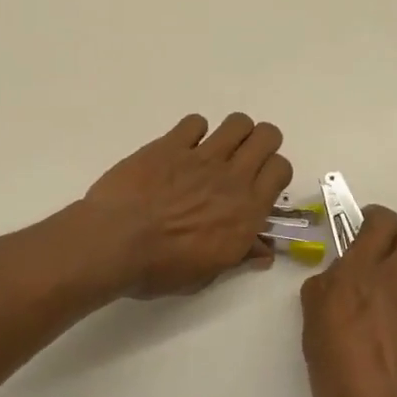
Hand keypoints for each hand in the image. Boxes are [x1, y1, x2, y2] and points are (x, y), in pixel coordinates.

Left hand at [81, 113, 291, 297]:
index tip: (258, 184)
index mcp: (247, 211)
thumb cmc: (160, 268)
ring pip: (237, 122)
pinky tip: (180, 149)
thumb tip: (262, 251)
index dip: (273, 172)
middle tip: (241, 160)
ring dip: (232, 133)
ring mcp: (201, 156)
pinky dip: (192, 132)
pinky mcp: (170, 144)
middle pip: (267, 136)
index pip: (281, 169)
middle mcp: (231, 177)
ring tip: (214, 151)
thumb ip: (239, 256)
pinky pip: (195, 121)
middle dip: (259, 143)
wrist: (115, 242)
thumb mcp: (206, 274)